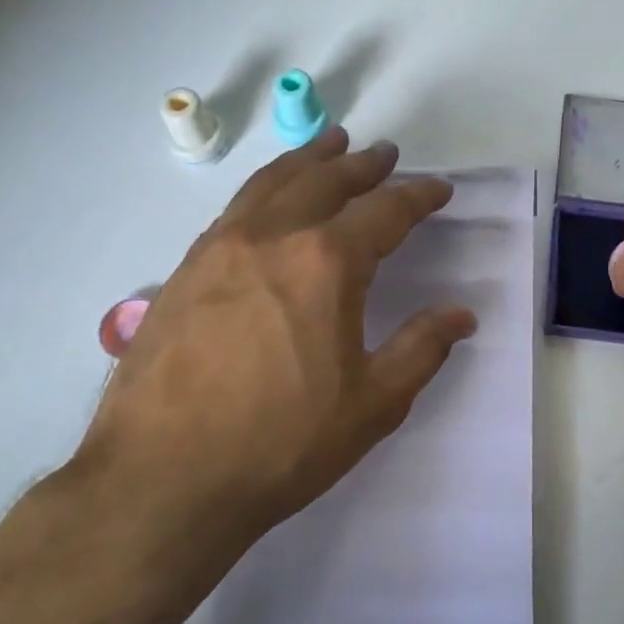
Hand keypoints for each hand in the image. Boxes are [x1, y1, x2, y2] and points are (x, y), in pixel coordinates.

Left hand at [83, 128, 476, 536]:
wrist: (163, 479)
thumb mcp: (373, 404)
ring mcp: (220, 248)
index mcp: (326, 264)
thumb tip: (461, 315)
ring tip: (327, 144)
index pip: (385, 211)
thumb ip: (421, 349)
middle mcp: (272, 238)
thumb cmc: (281, 443)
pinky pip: (234, 209)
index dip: (418, 196)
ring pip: (271, 183)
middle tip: (383, 153)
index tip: (438, 188)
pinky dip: (264, 188)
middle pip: (324, 181)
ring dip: (307, 160)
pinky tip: (269, 199)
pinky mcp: (184, 270)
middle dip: (360, 164)